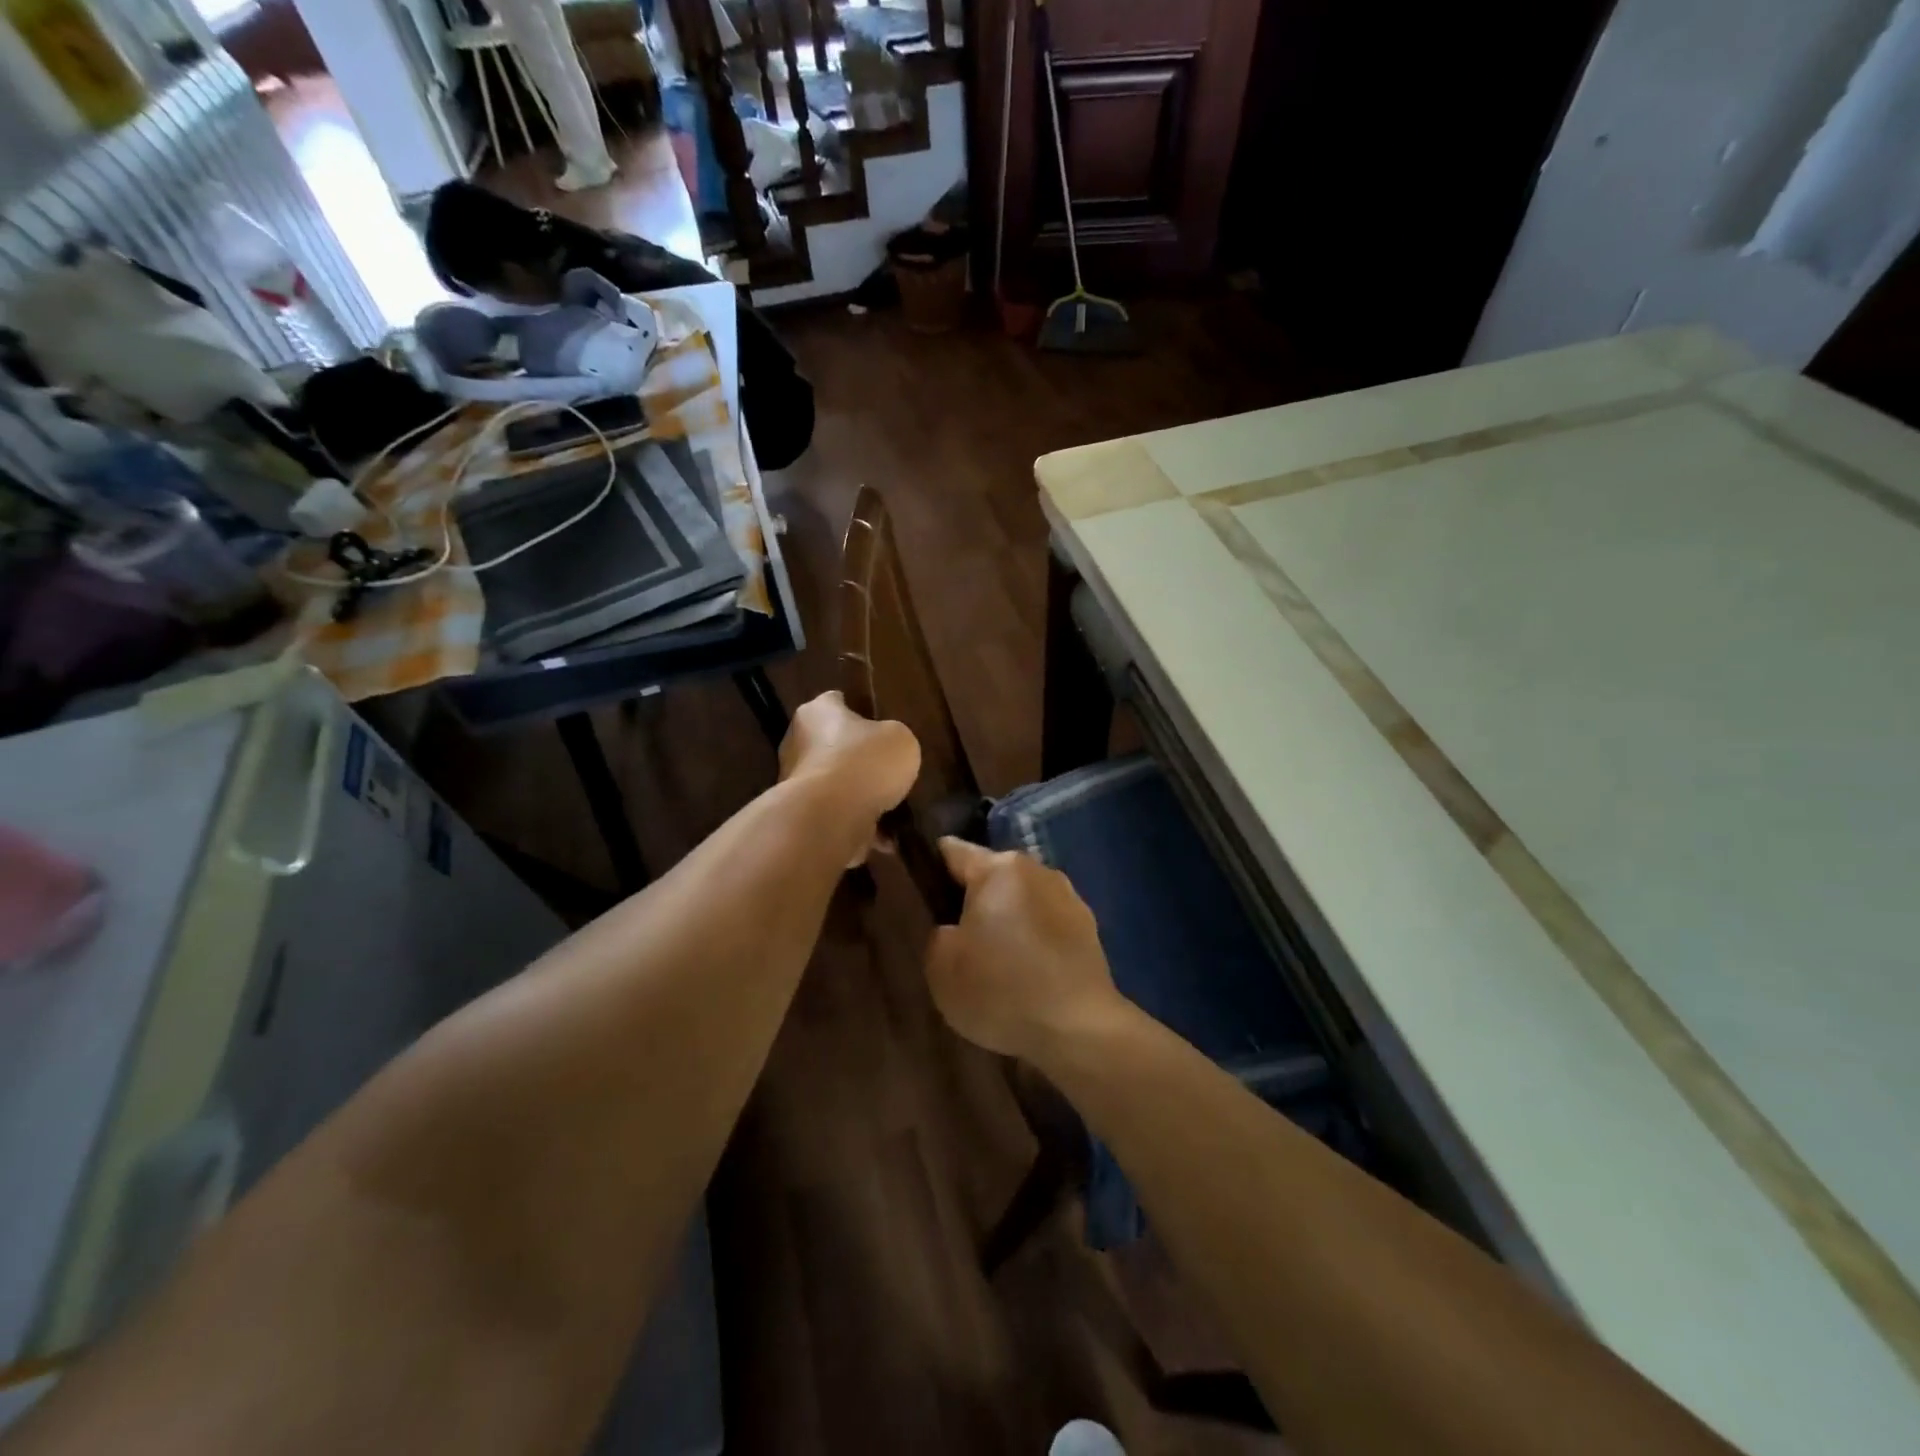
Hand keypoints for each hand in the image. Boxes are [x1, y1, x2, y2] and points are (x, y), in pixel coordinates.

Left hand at [778, 691, 920, 859]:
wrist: (831, 818)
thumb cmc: (864, 763)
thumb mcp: (900, 739)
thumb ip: (893, 738)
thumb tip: (886, 749)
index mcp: (817, 712)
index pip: (836, 701)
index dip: (859, 710)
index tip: (879, 724)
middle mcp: (798, 742)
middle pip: (833, 745)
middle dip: (857, 758)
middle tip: (887, 769)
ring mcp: (795, 782)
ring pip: (835, 784)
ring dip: (858, 795)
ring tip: (892, 808)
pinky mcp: (801, 815)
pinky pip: (836, 815)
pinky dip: (857, 824)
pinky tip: (884, 837)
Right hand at [924, 838, 1128, 1061]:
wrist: (1079, 1030)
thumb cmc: (1001, 990)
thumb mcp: (941, 967)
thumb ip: (937, 933)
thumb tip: (953, 927)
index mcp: (998, 868)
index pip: (951, 851)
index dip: (929, 869)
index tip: (920, 897)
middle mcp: (1036, 869)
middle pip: (990, 875)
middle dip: (971, 899)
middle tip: (956, 941)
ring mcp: (1069, 896)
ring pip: (1021, 900)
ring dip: (1006, 920)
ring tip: (994, 962)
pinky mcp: (1089, 927)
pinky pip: (1046, 924)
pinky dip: (1033, 940)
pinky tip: (1026, 974)